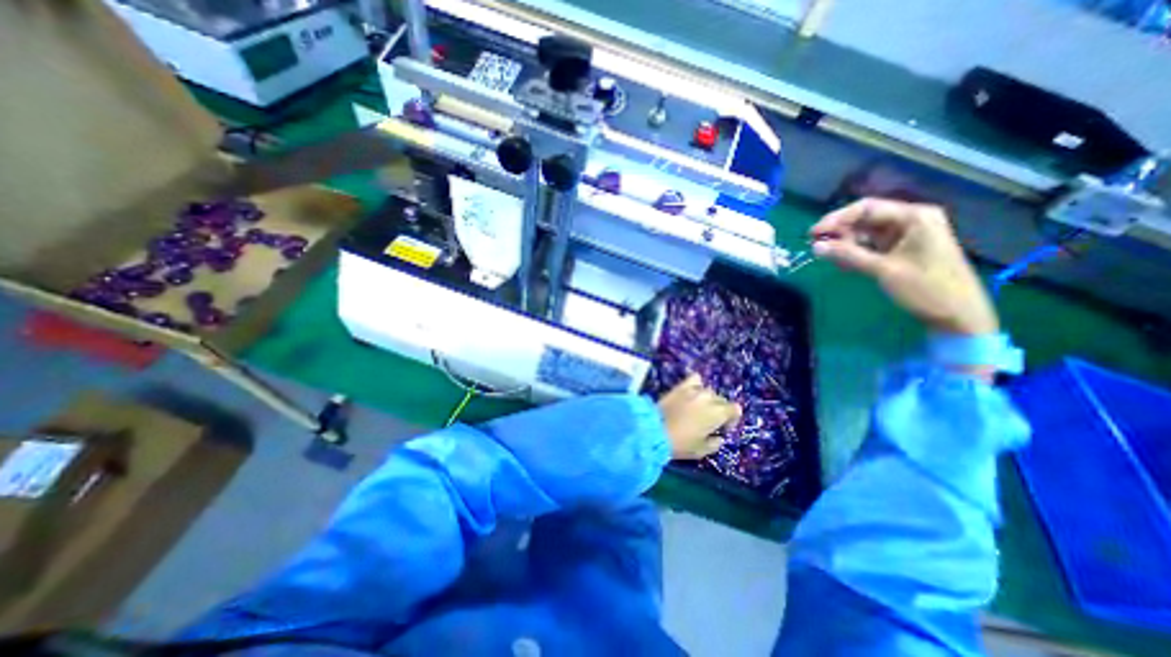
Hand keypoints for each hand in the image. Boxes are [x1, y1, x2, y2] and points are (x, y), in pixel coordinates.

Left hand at [657, 376, 739, 460]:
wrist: (653, 430)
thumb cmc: (680, 443)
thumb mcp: (702, 450)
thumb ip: (715, 443)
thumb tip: (719, 437)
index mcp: (718, 413)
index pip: (735, 409)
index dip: (731, 420)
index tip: (722, 429)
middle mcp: (709, 397)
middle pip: (721, 400)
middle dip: (719, 410)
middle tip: (708, 422)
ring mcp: (694, 389)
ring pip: (708, 391)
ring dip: (707, 399)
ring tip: (698, 408)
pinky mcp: (680, 386)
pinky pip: (694, 379)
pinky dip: (696, 385)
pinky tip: (692, 393)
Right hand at [816, 198, 995, 335]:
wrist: (958, 315)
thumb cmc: (925, 289)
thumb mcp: (882, 270)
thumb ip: (847, 255)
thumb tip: (815, 246)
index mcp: (914, 217)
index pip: (866, 208)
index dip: (836, 219)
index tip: (812, 234)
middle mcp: (911, 220)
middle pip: (865, 218)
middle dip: (839, 232)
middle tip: (816, 246)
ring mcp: (907, 235)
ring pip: (866, 233)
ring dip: (845, 244)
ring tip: (828, 258)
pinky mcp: (902, 250)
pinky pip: (871, 245)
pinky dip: (855, 253)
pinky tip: (843, 264)